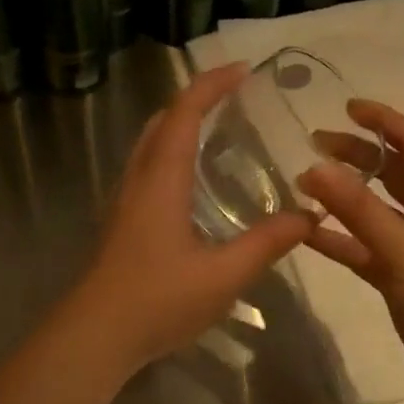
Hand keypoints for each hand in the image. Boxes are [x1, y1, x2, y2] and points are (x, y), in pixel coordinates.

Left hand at [49, 63, 314, 379]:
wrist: (95, 335)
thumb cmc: (157, 299)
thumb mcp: (223, 275)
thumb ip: (266, 243)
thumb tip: (308, 217)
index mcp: (162, 178)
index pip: (185, 112)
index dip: (212, 84)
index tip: (243, 69)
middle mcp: (139, 178)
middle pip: (163, 119)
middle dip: (196, 97)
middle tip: (234, 96)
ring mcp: (125, 198)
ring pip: (151, 142)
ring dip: (181, 123)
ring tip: (218, 129)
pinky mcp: (122, 219)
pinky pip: (148, 166)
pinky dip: (172, 151)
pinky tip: (193, 180)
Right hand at [300, 100, 403, 403]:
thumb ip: (358, 208)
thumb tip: (314, 166)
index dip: (383, 121)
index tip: (346, 106)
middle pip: (391, 171)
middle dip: (355, 154)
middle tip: (313, 143)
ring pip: (375, 209)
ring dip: (343, 196)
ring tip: (303, 182)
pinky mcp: (402, 276)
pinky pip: (365, 246)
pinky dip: (340, 238)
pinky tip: (306, 233)